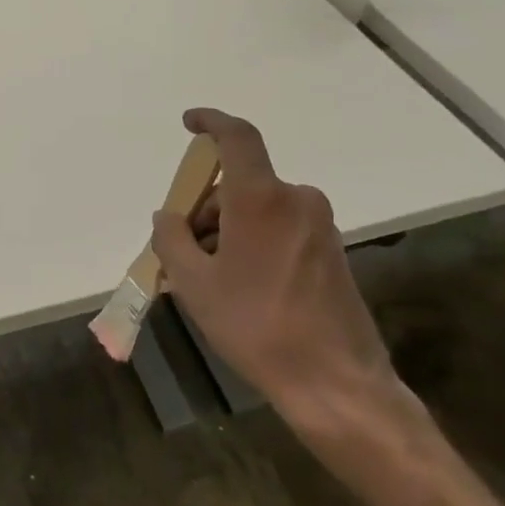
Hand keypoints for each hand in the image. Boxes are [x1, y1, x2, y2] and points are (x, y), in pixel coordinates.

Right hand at [150, 108, 401, 434]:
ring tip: (207, 281)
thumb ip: (171, 239)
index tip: (189, 121)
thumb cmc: (255, 326)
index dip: (211, 122)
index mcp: (261, 199)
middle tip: (180, 252)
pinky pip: (278, 229)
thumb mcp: (193, 284)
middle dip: (204, 209)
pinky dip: (250, 243)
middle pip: (238, 185)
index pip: (238, 138)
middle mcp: (296, 201)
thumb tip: (168, 216)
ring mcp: (319, 227)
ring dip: (226, 231)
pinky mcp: (331, 252)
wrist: (336, 383)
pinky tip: (238, 287)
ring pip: (257, 210)